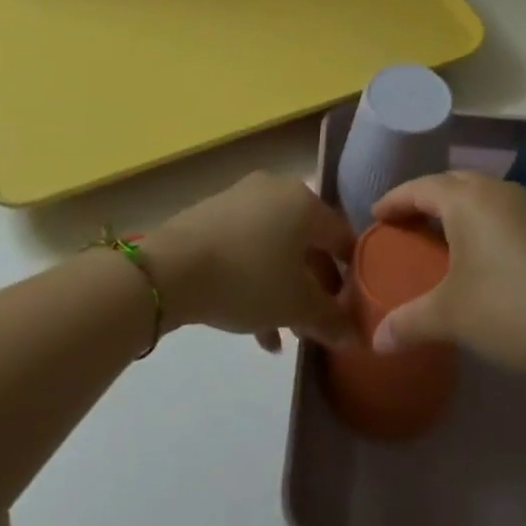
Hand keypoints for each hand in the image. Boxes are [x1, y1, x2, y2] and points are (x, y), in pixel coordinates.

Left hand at [146, 172, 356, 350]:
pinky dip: (256, 279)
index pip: (342, 237)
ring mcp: (242, 198)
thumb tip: (355, 336)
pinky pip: (247, 247)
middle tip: (316, 323)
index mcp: (305, 201)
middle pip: (307, 242)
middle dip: (314, 286)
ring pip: (276, 248)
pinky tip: (254, 325)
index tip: (352, 307)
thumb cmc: (247, 277)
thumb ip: (330, 320)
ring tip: (284, 334)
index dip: (352, 274)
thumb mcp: (295, 306)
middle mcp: (277, 189)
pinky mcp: (212, 214)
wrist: (171, 268)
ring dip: (284, 289)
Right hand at [370, 172, 525, 379]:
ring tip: (437, 237)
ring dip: (454, 209)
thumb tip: (375, 341)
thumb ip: (408, 323)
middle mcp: (495, 190)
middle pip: (449, 183)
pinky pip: (499, 210)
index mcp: (466, 199)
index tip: (375, 216)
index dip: (394, 200)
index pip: (419, 188)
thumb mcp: (450, 316)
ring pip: (478, 194)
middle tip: (403, 225)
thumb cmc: (509, 309)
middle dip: (423, 200)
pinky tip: (478, 253)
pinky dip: (479, 221)